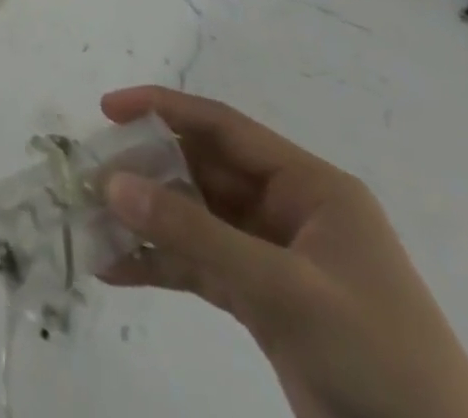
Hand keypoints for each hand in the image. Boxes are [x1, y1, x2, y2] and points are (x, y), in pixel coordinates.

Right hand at [99, 87, 467, 417]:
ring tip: (90, 220)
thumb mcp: (285, 290)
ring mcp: (276, 258)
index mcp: (310, 187)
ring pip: (196, 219)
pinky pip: (201, 266)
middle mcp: (289, 211)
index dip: (162, 110)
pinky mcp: (266, 303)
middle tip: (89, 174)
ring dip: (147, 220)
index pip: (223, 126)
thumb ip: (195, 234)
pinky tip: (116, 268)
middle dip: (146, 171)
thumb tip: (112, 182)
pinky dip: (161, 264)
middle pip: (203, 171)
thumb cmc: (377, 358)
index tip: (107, 110)